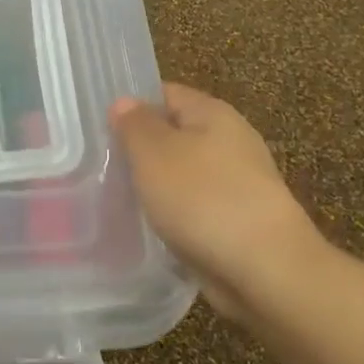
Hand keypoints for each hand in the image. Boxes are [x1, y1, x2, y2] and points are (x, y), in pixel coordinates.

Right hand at [110, 83, 324, 322]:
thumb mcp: (154, 153)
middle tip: (101, 165)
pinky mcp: (238, 221)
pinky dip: (173, 215)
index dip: (131, 106)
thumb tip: (125, 102)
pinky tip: (150, 229)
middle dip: (139, 150)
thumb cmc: (203, 198)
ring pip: (182, 174)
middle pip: (174, 135)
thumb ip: (135, 124)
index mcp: (213, 113)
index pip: (165, 93)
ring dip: (155, 186)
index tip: (98, 128)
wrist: (265, 270)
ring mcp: (237, 183)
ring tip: (117, 199)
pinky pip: (194, 207)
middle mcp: (230, 141)